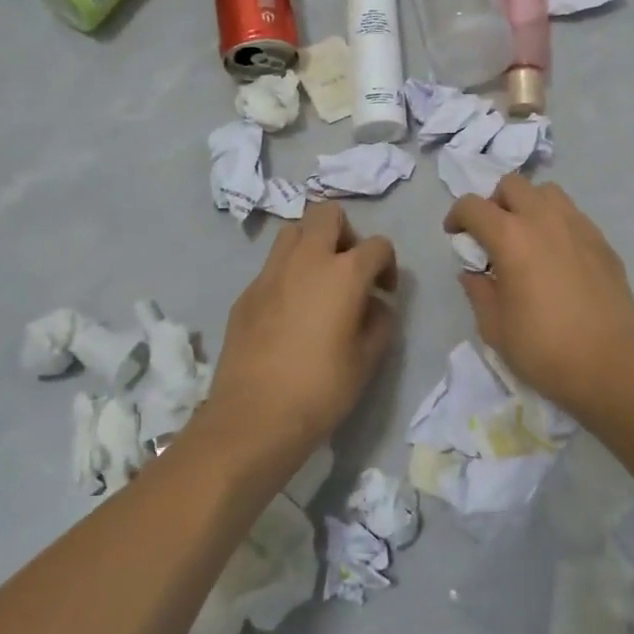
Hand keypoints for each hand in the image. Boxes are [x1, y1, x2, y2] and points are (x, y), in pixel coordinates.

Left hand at [205, 203, 398, 466]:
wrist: (254, 418)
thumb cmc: (322, 389)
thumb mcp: (369, 359)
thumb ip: (380, 320)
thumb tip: (374, 304)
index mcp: (344, 273)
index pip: (377, 245)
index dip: (387, 265)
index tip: (384, 293)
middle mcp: (306, 260)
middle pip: (327, 214)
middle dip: (345, 233)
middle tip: (349, 269)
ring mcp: (270, 274)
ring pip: (293, 232)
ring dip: (311, 246)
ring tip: (318, 282)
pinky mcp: (246, 294)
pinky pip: (272, 267)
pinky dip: (287, 275)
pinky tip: (290, 312)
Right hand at [444, 175, 633, 425]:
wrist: (611, 367)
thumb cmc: (544, 350)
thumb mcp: (495, 328)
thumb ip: (478, 290)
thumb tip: (474, 272)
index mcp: (511, 237)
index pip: (473, 206)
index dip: (457, 216)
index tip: (456, 236)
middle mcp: (545, 220)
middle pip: (512, 185)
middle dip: (495, 203)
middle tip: (492, 234)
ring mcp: (579, 226)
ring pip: (547, 193)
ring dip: (529, 206)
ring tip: (527, 238)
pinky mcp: (602, 241)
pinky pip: (573, 216)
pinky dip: (557, 224)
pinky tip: (558, 258)